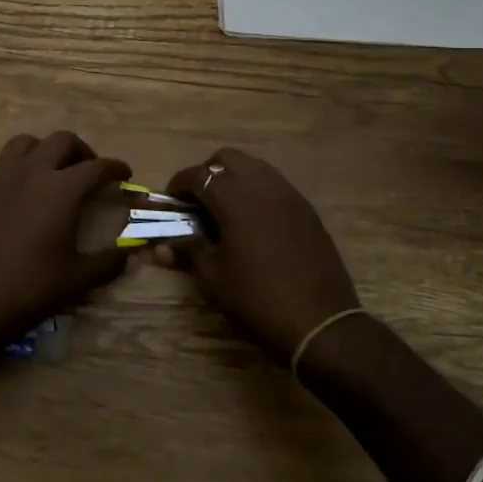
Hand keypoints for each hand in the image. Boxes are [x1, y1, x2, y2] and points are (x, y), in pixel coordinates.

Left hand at [0, 132, 132, 357]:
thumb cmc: (29, 291)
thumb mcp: (78, 280)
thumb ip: (109, 262)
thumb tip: (131, 253)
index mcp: (62, 190)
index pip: (97, 167)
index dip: (115, 168)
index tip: (124, 174)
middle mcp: (31, 171)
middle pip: (62, 141)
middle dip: (81, 152)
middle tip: (87, 171)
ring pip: (23, 143)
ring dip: (41, 151)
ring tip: (47, 170)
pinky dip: (0, 165)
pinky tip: (5, 182)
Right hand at [160, 148, 360, 364]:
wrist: (319, 323)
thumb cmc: (256, 297)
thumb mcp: (212, 277)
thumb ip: (188, 250)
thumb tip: (163, 245)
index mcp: (233, 196)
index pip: (197, 175)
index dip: (178, 185)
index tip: (170, 203)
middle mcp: (261, 184)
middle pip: (227, 158)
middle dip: (208, 173)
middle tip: (198, 202)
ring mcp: (289, 194)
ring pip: (254, 167)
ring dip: (234, 179)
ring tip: (225, 211)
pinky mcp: (306, 209)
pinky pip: (275, 186)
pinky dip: (257, 193)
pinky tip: (253, 223)